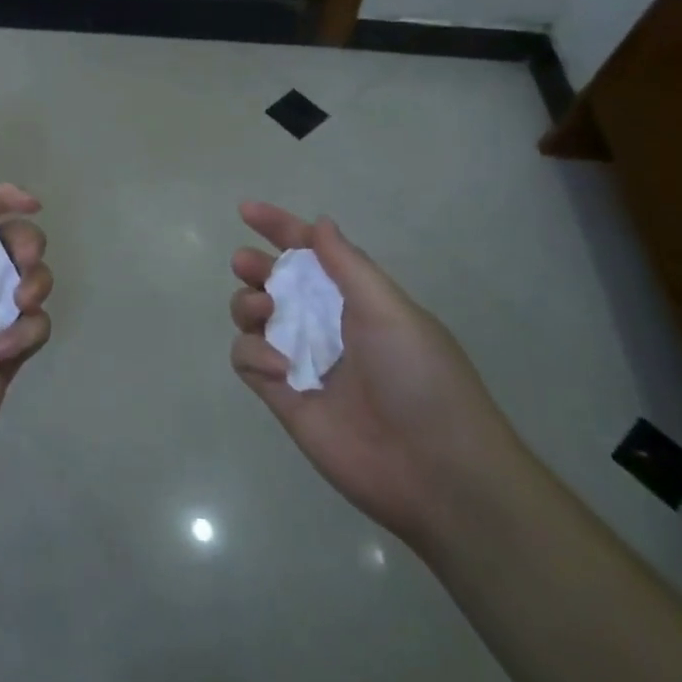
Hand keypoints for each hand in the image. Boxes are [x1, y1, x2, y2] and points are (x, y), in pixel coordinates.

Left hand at [0, 184, 53, 483]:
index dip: (5, 199)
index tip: (33, 203)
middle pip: (16, 241)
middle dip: (27, 244)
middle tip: (24, 260)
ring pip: (34, 280)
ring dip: (33, 286)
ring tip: (17, 306)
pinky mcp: (12, 349)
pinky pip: (38, 324)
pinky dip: (26, 332)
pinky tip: (2, 351)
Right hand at [229, 201, 521, 548]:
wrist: (436, 471)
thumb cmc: (419, 377)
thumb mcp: (390, 310)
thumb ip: (348, 265)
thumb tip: (320, 223)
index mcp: (354, 300)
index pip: (310, 253)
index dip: (279, 228)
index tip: (246, 210)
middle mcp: (324, 325)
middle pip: (273, 283)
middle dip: (254, 267)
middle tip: (246, 265)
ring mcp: (301, 361)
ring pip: (252, 317)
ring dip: (248, 304)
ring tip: (264, 314)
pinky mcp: (282, 397)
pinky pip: (247, 360)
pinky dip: (253, 355)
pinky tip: (279, 368)